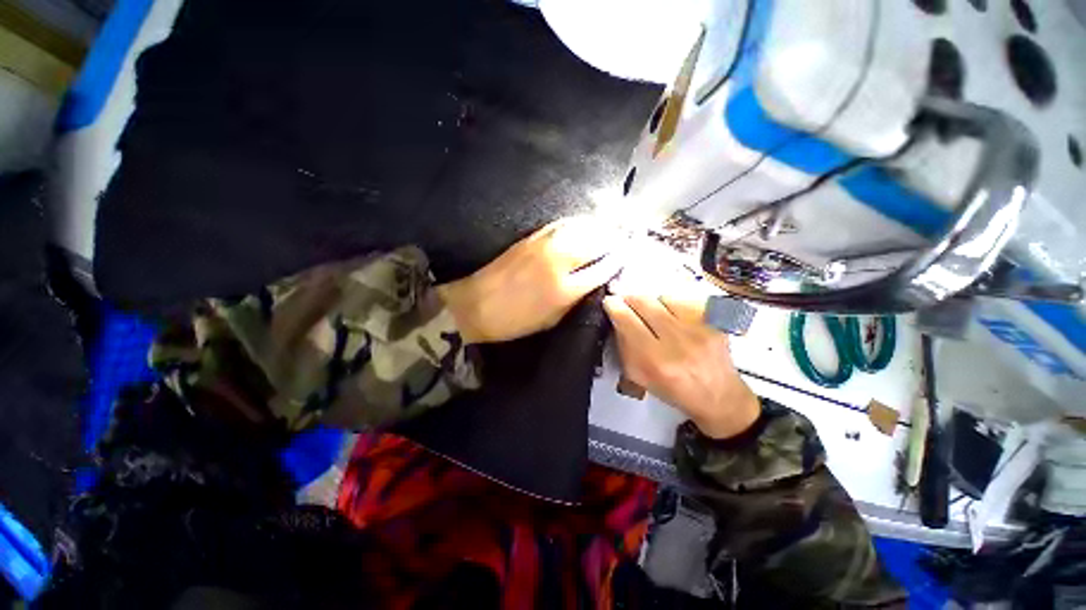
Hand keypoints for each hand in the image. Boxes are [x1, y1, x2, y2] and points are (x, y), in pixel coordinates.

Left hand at [438, 218, 623, 342]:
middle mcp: (559, 261)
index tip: (628, 256)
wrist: (476, 305)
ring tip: (611, 227)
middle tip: (625, 238)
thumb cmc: (516, 321)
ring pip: (582, 227)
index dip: (618, 260)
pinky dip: (579, 222)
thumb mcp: (553, 319)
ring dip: (600, 226)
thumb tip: (597, 281)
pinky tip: (586, 223)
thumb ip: (577, 299)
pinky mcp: (532, 237)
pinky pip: (562, 223)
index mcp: (565, 289)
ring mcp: (545, 244)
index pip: (603, 267)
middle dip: (615, 239)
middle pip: (597, 242)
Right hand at [603, 289, 760, 439]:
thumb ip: (624, 346)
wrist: (718, 395)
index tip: (610, 301)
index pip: (627, 320)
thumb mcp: (639, 376)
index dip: (614, 306)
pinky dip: (673, 305)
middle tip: (626, 302)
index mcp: (655, 362)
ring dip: (653, 303)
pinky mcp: (715, 322)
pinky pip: (684, 300)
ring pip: (663, 297)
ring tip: (654, 316)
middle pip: (644, 302)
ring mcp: (700, 329)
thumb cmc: (674, 389)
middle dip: (630, 298)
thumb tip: (616, 316)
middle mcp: (679, 343)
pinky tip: (674, 317)